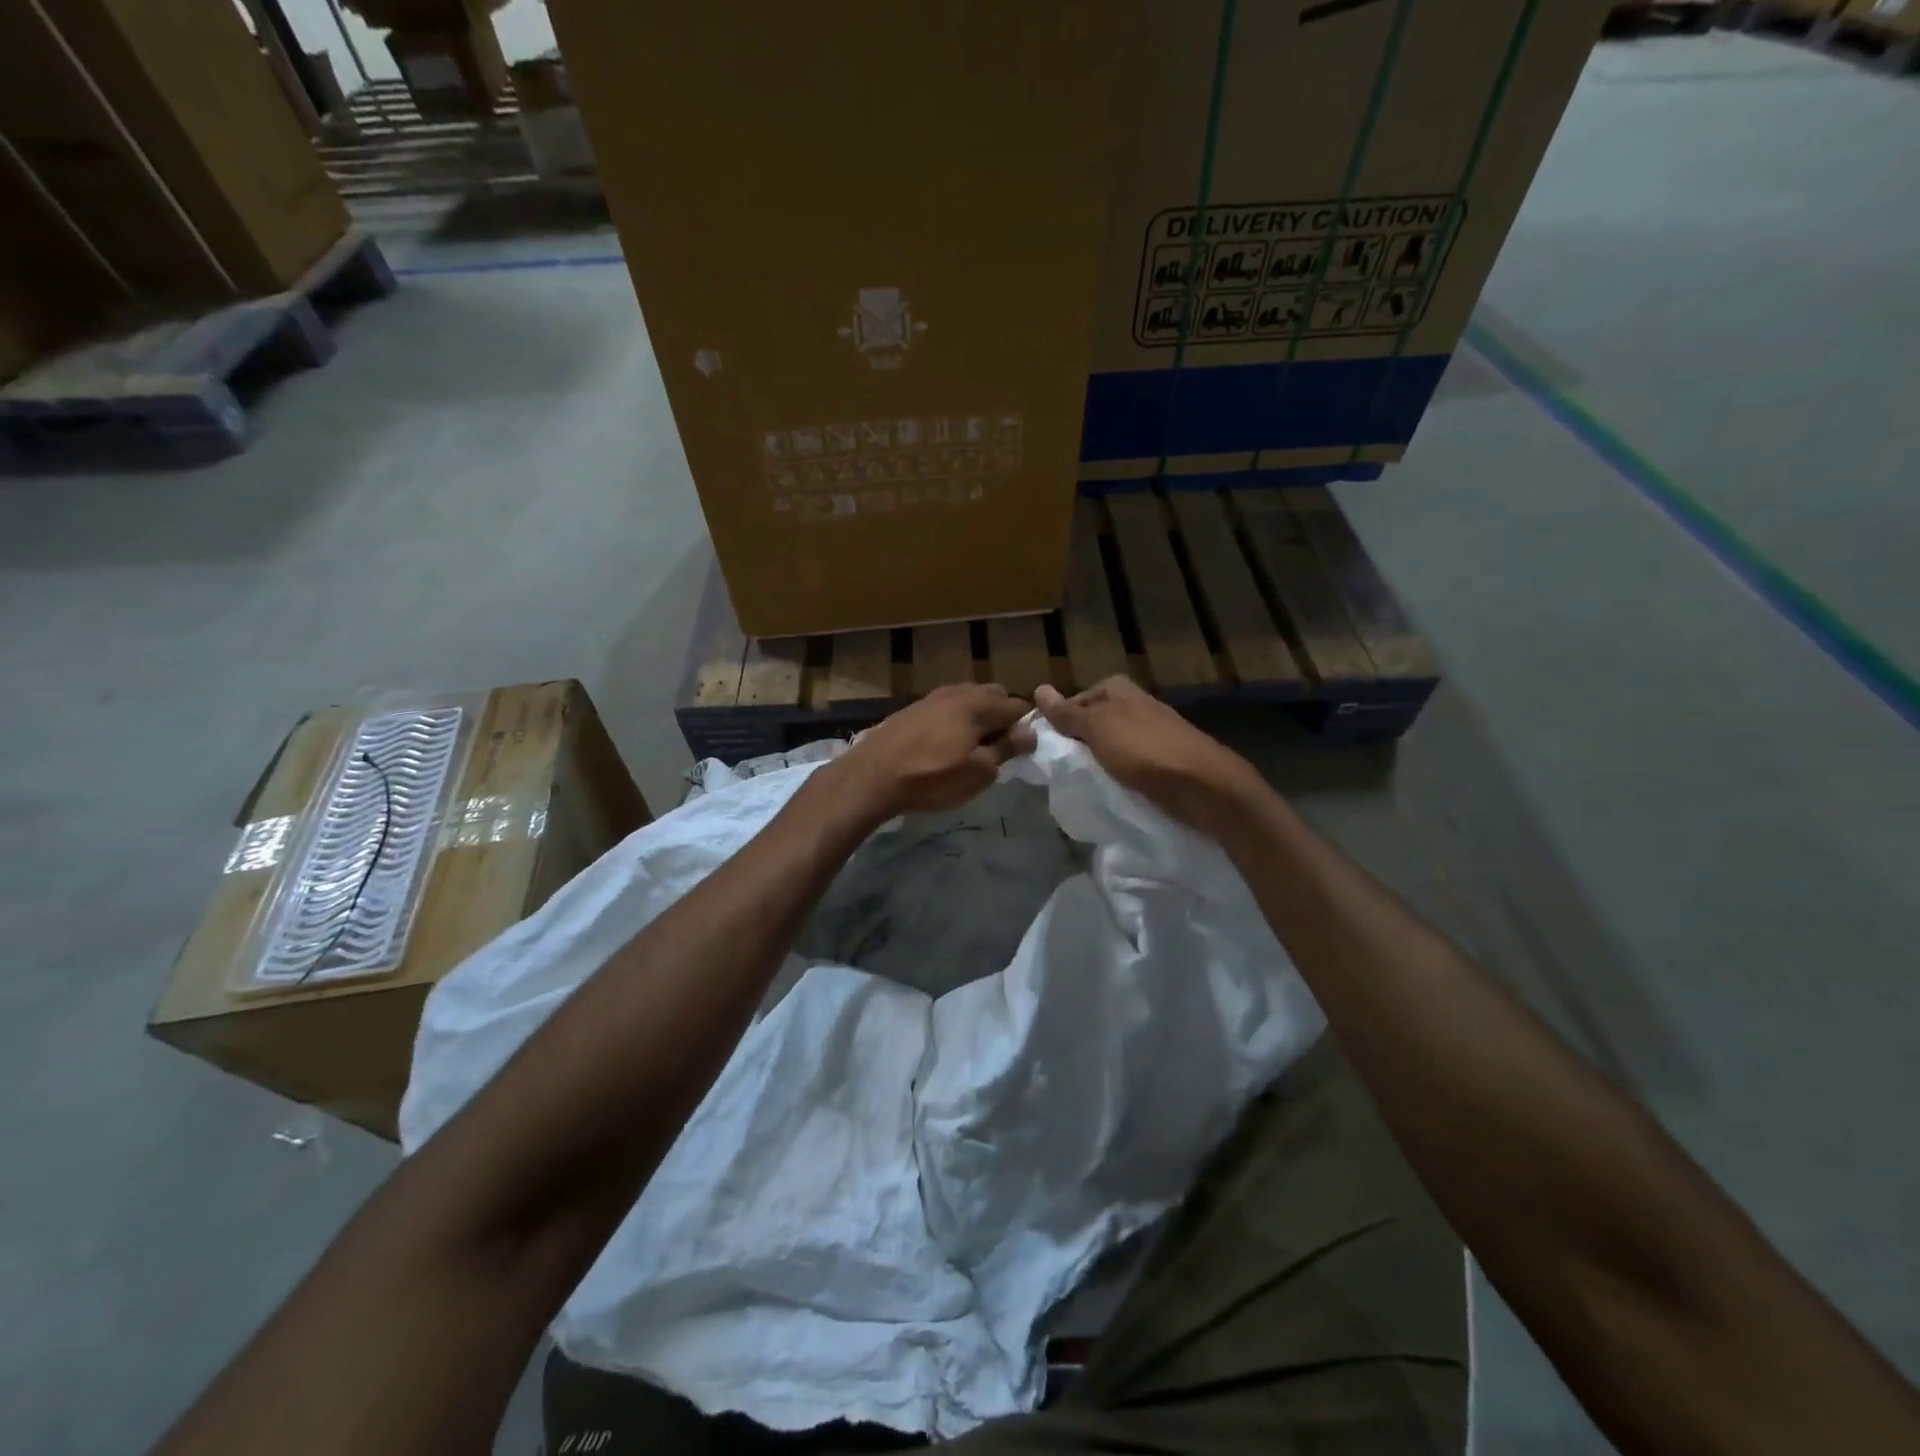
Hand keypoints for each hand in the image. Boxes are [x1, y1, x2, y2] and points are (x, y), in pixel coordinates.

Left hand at [831, 683, 1035, 818]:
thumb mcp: (978, 772)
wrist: (872, 776)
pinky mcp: (913, 708)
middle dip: (1002, 717)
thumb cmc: (932, 777)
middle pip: (994, 695)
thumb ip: (1006, 749)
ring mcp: (933, 697)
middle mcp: (958, 692)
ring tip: (970, 748)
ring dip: (977, 717)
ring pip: (968, 699)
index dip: (1025, 727)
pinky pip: (947, 707)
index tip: (1018, 751)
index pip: (1018, 705)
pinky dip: (955, 720)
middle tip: (996, 749)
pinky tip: (945, 743)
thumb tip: (1030, 732)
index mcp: (979, 704)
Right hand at [1035, 677, 1260, 835]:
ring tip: (1084, 781)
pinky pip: (1131, 764)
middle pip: (1095, 721)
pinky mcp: (1166, 760)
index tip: (1047, 746)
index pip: (1077, 700)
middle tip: (1063, 767)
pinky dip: (1120, 774)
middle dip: (1079, 742)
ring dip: (1099, 761)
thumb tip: (1039, 689)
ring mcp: (1154, 733)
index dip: (1060, 720)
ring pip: (1113, 744)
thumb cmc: (1145, 750)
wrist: (1204, 786)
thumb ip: (1068, 713)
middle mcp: (1138, 705)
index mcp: (1120, 690)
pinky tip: (1113, 789)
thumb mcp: (1097, 728)